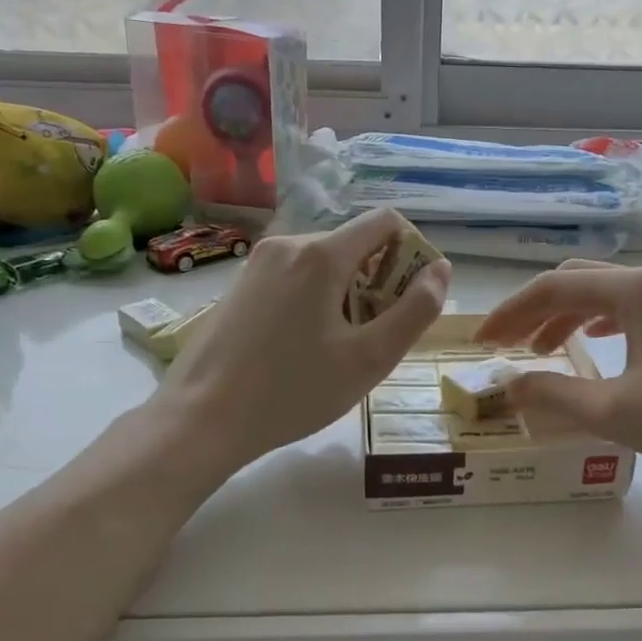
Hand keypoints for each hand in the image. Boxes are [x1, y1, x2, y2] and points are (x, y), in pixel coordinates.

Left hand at [157, 210, 451, 475]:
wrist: (201, 418)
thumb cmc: (294, 391)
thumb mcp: (370, 358)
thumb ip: (415, 310)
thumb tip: (441, 269)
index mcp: (321, 254)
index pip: (386, 221)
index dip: (413, 253)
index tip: (411, 299)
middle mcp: (288, 243)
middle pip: (355, 244)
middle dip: (379, 281)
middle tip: (374, 337)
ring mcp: (258, 262)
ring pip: (324, 263)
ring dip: (348, 294)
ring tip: (339, 348)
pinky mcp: (241, 284)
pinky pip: (295, 277)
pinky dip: (316, 299)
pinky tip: (304, 347)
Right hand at [477, 260, 641, 495]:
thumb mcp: (616, 412)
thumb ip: (554, 396)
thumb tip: (508, 387)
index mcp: (635, 290)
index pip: (553, 288)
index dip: (510, 313)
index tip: (480, 342)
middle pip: (578, 282)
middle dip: (535, 310)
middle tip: (504, 344)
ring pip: (606, 296)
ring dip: (566, 317)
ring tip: (541, 351)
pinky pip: (632, 312)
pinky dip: (599, 325)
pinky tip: (595, 348)